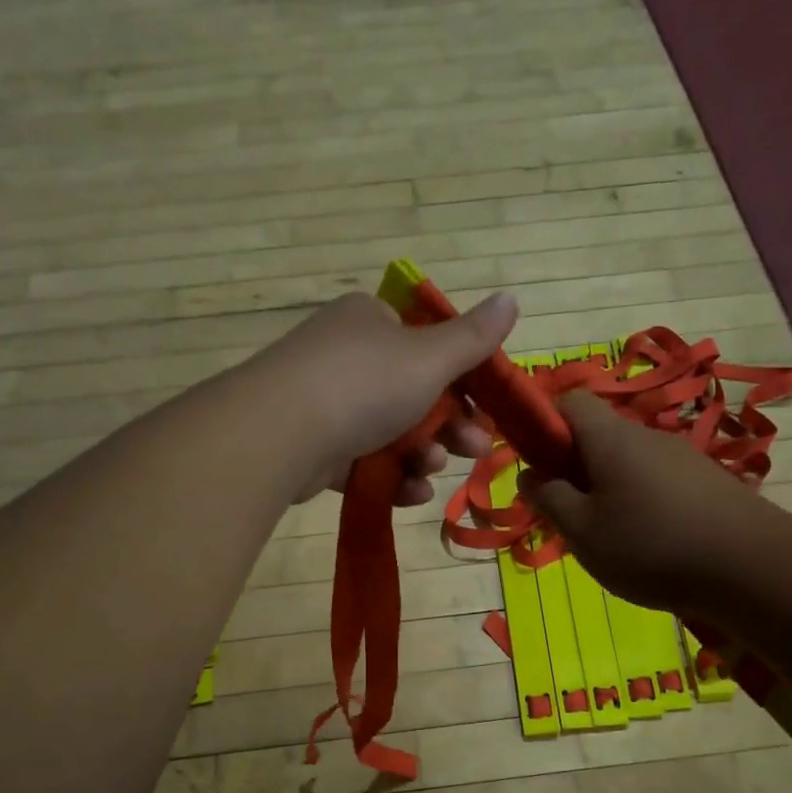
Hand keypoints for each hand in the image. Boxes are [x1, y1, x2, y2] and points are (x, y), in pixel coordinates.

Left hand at [252, 291, 516, 504]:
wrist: (280, 434)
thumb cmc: (363, 383)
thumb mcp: (428, 358)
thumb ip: (472, 339)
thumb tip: (511, 299)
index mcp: (372, 322)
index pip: (426, 345)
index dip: (461, 379)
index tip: (485, 408)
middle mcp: (348, 356)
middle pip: (414, 394)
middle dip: (449, 426)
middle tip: (477, 450)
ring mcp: (328, 403)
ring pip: (391, 433)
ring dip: (422, 455)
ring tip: (431, 470)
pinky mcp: (315, 449)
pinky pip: (364, 462)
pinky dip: (390, 477)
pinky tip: (410, 493)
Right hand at [522, 392, 771, 612]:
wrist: (753, 568)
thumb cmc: (651, 546)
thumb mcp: (582, 532)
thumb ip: (549, 499)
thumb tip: (528, 473)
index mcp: (611, 438)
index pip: (570, 401)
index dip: (545, 425)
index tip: (538, 467)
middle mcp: (648, 436)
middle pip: (598, 436)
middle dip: (575, 469)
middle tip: (570, 516)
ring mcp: (682, 457)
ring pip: (628, 463)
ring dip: (608, 491)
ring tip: (611, 539)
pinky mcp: (707, 482)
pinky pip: (657, 482)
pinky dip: (641, 504)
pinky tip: (650, 545)